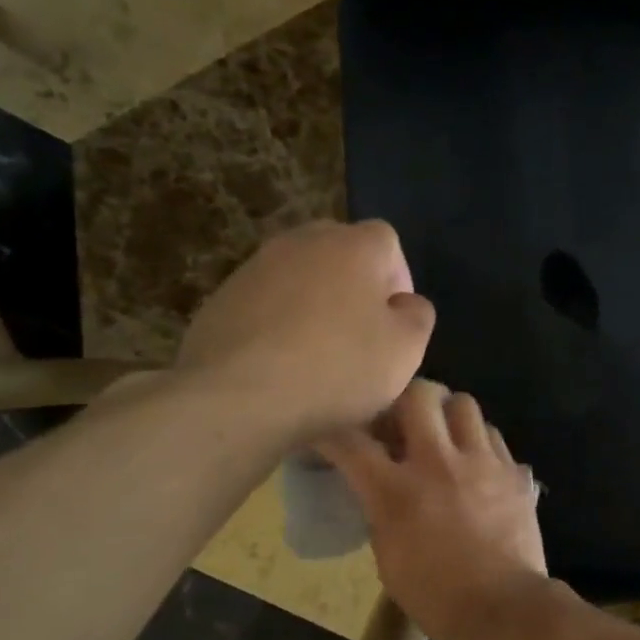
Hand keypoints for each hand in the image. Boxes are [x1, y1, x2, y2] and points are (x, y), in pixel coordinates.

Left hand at [175, 221, 433, 443]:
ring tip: (318, 354)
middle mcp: (303, 241)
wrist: (236, 398)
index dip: (397, 280)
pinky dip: (279, 323)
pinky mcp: (221, 297)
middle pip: (341, 252)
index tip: (394, 323)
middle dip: (355, 286)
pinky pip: (266, 302)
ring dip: (315, 304)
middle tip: (360, 334)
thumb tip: (404, 303)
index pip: (388, 242)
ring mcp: (256, 266)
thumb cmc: (338, 368)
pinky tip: (280, 364)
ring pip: (301, 277)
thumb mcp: (407, 349)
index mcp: (354, 245)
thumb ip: (418, 315)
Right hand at [317, 381, 548, 639]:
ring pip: (463, 404)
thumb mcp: (388, 557)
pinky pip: (491, 434)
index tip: (327, 426)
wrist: (503, 606)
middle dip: (402, 397)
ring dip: (447, 412)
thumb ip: (381, 510)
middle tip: (399, 416)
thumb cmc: (436, 595)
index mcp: (397, 491)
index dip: (332, 429)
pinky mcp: (513, 470)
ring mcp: (482, 461)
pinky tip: (474, 460)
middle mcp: (439, 462)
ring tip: (442, 432)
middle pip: (418, 395)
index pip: (351, 442)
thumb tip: (382, 487)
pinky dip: (477, 439)